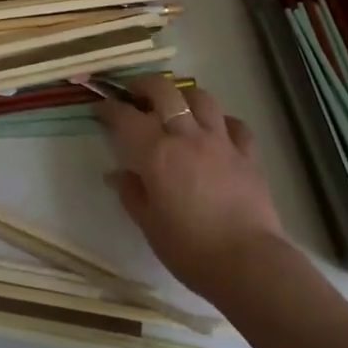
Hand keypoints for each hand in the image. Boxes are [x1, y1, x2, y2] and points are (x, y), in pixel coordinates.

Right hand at [94, 76, 285, 299]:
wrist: (247, 263)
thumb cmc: (189, 249)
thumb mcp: (149, 225)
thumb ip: (131, 193)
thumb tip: (117, 174)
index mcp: (157, 154)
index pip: (126, 117)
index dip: (109, 108)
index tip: (100, 107)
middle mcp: (187, 136)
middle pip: (165, 90)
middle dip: (145, 84)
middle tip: (135, 94)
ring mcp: (221, 141)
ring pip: (201, 97)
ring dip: (184, 96)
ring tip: (176, 107)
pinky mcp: (248, 154)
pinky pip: (235, 124)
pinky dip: (222, 122)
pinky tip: (216, 132)